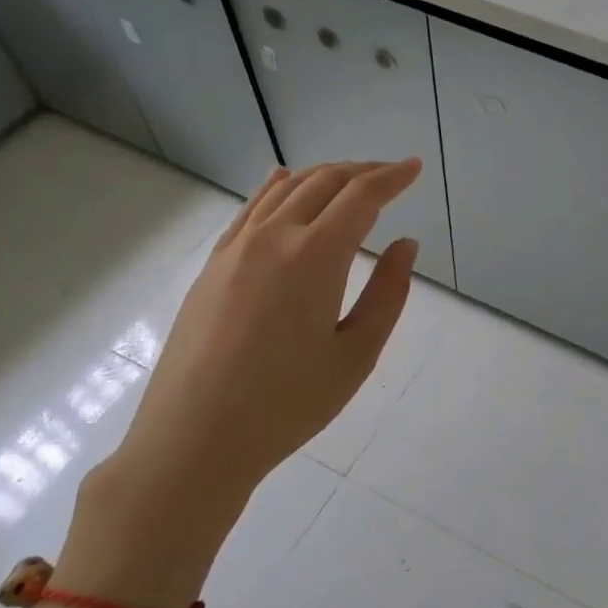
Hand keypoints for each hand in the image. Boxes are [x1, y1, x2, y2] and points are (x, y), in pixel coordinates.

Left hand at [58, 159, 421, 607]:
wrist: (193, 439)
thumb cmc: (287, 405)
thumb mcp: (356, 356)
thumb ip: (387, 294)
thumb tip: (405, 245)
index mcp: (314, 257)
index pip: (361, 197)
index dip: (392, 177)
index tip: (414, 167)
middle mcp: (272, 238)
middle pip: (323, 182)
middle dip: (362, 172)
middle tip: (391, 176)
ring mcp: (235, 249)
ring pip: (285, 189)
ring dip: (323, 176)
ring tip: (349, 180)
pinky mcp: (212, 266)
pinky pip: (250, 209)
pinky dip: (276, 188)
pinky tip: (282, 180)